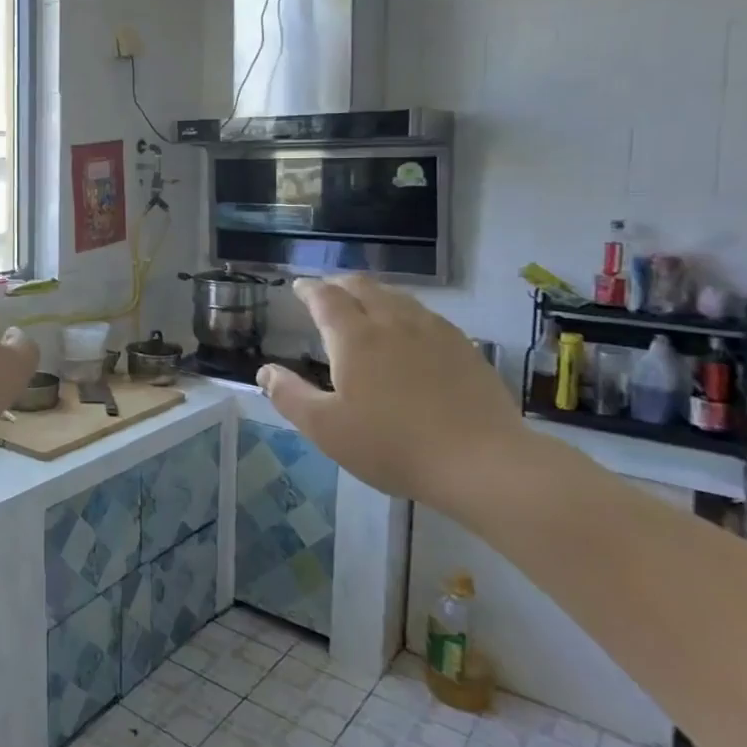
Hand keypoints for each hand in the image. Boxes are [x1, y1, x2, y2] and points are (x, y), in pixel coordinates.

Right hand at [258, 276, 523, 507]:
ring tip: (365, 307)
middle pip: (363, 286)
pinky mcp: (464, 348)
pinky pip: (426, 315)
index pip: (326, 298)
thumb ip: (289, 396)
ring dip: (374, 294)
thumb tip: (264, 371)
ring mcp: (433, 331)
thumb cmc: (393, 445)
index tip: (299, 287)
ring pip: (397, 297)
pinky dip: (405, 312)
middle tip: (328, 293)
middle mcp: (392, 322)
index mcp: (354, 337)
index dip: (309, 289)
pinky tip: (410, 333)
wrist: (482, 462)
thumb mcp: (326, 429)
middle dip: (340, 284)